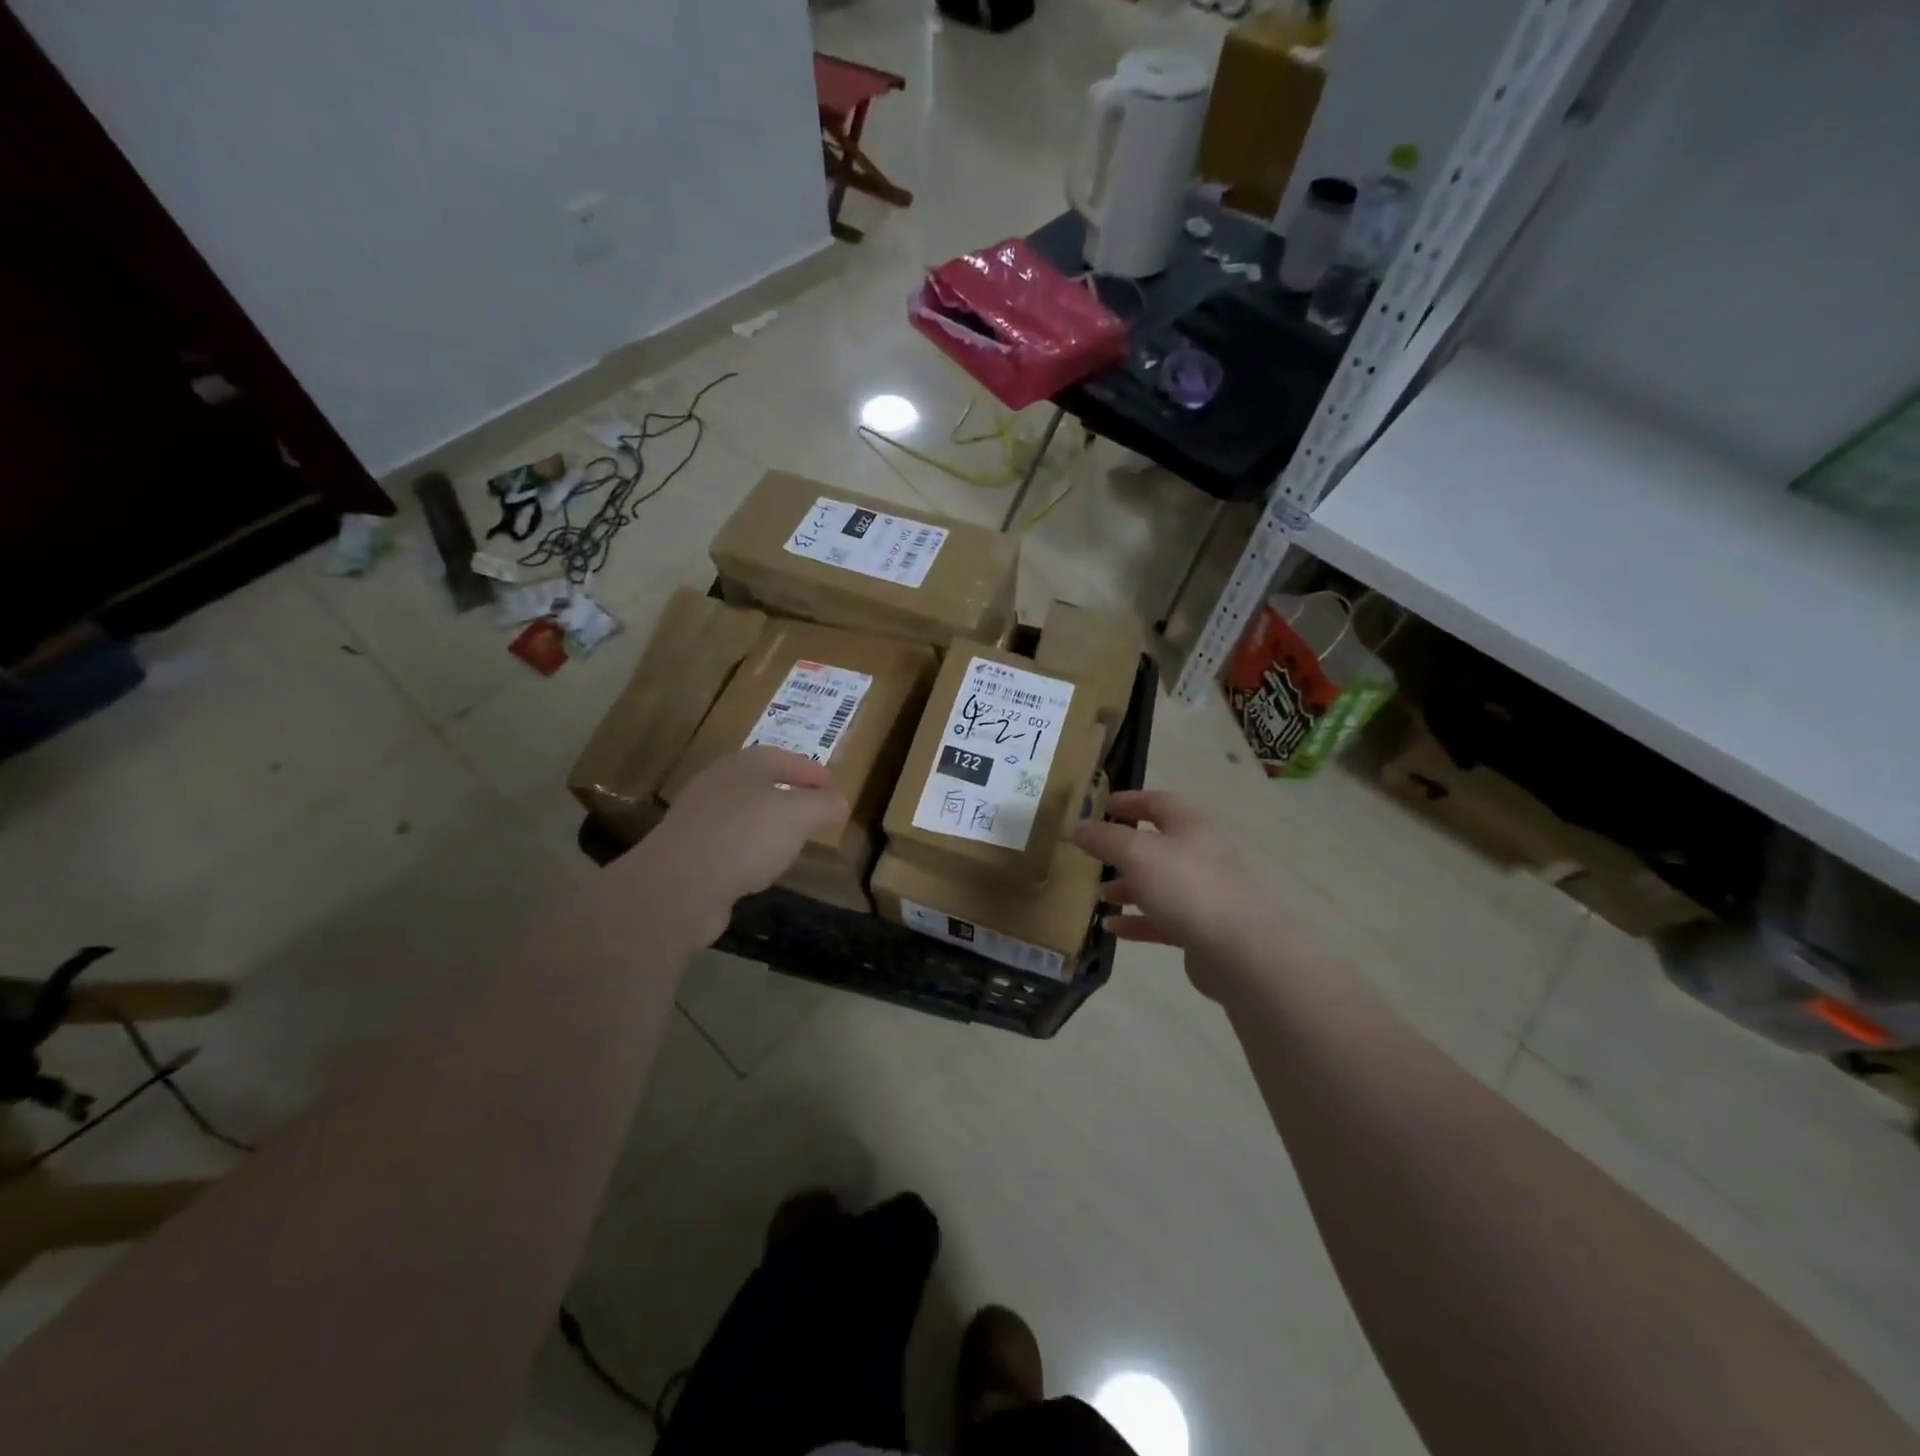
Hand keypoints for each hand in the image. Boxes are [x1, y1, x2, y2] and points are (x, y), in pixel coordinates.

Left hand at [627, 747, 847, 943]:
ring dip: (769, 823)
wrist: (678, 886)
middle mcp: (719, 784)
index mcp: (745, 765)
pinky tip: (762, 866)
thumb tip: (838, 802)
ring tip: (793, 839)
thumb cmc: (746, 837)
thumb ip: (823, 804)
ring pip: (745, 813)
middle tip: (815, 810)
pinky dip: (750, 849)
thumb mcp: (799, 815)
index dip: (811, 771)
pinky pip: (730, 843)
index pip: (785, 758)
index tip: (832, 787)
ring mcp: (700, 818)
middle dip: (790, 793)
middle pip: (761, 782)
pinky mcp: (690, 852)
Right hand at [1072, 790, 1282, 999]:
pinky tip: (1112, 928)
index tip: (1101, 806)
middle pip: (1157, 844)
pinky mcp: (1202, 929)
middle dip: (1123, 849)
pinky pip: (1162, 919)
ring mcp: (1204, 893)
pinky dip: (1137, 920)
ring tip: (1099, 894)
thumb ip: (1104, 838)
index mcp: (1190, 826)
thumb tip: (1076, 827)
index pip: (1157, 801)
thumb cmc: (1187, 888)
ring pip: (1159, 883)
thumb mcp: (1136, 854)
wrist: (1242, 951)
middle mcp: (1200, 854)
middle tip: (1093, 854)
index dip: (1128, 800)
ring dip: (1127, 886)